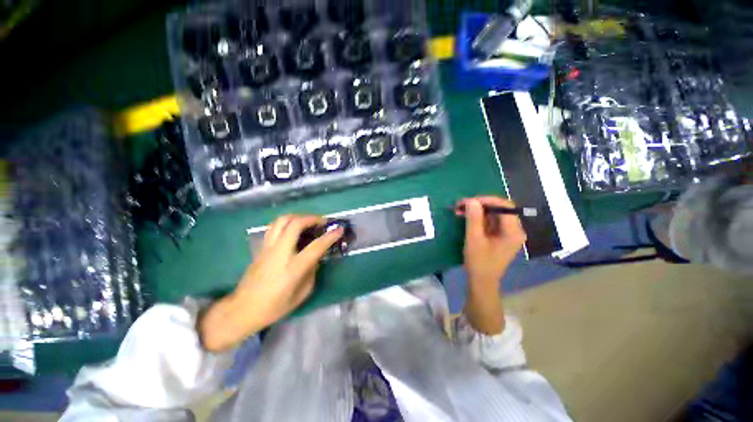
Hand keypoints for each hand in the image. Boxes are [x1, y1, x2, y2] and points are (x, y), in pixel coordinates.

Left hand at [198, 215, 342, 351]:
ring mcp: (268, 248)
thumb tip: (316, 257)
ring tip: (308, 221)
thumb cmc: (275, 306)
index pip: (316, 246)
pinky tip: (293, 229)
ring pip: (281, 221)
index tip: (340, 229)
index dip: (330, 236)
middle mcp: (280, 253)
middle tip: (322, 222)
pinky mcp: (261, 248)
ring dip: (298, 217)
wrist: (242, 309)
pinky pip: (274, 227)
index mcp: (293, 268)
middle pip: (295, 224)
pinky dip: (287, 223)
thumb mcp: (302, 294)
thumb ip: (312, 272)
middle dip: (312, 218)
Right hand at [456, 196, 525, 334]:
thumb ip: (474, 218)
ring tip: (459, 210)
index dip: (486, 200)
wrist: (481, 281)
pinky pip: (490, 221)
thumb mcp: (474, 239)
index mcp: (513, 231)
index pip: (504, 206)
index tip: (468, 201)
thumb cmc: (479, 262)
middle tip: (461, 205)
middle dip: (479, 205)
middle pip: (499, 209)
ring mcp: (507, 233)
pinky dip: (477, 218)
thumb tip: (472, 200)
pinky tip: (465, 217)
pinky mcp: (500, 236)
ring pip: (493, 214)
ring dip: (476, 211)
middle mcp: (514, 230)